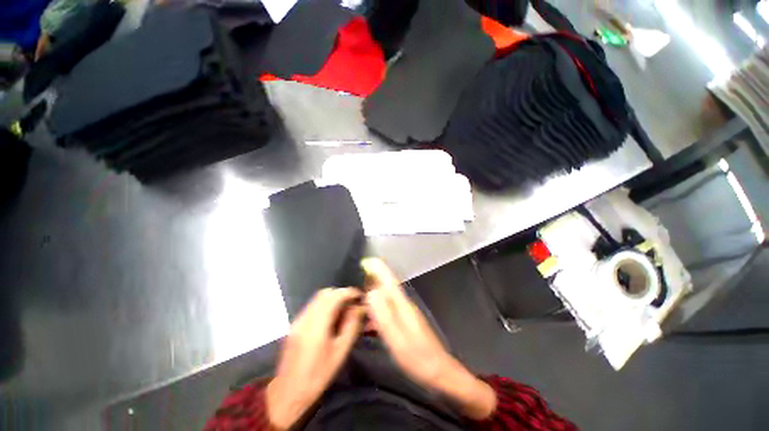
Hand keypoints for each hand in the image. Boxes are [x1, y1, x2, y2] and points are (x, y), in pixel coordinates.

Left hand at [267, 288, 363, 429]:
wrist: (288, 392)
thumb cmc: (318, 375)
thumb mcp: (340, 352)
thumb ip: (351, 326)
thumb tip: (359, 308)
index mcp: (317, 326)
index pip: (334, 297)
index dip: (348, 292)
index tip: (359, 295)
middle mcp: (305, 318)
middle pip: (325, 293)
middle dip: (341, 294)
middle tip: (352, 303)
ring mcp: (298, 320)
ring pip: (318, 298)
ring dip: (333, 298)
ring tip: (344, 310)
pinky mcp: (295, 324)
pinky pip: (312, 306)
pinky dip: (324, 305)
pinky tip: (331, 318)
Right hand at [362, 258, 495, 419]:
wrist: (439, 373)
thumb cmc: (417, 357)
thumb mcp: (396, 337)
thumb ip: (383, 313)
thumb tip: (372, 291)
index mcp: (402, 304)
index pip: (389, 279)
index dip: (378, 268)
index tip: (366, 260)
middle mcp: (404, 304)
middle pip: (387, 286)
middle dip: (372, 279)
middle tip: (356, 279)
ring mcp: (406, 313)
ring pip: (386, 298)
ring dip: (373, 296)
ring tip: (358, 301)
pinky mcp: (405, 323)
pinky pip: (388, 311)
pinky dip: (377, 312)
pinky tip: (368, 323)